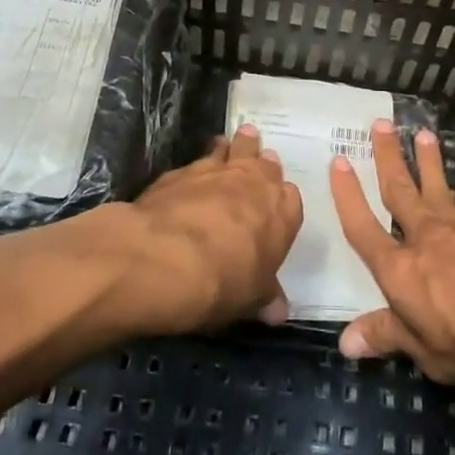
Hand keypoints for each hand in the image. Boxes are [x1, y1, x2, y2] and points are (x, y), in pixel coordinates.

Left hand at [131, 126, 301, 332]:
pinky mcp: (181, 171)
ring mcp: (217, 171)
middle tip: (256, 158)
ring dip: (233, 147)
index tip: (273, 202)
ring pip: (231, 149)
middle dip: (260, 162)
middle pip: (263, 163)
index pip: (290, 198)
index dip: (280, 200)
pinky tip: (190, 174)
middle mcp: (254, 183)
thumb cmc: (222, 283)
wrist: (164, 259)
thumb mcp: (249, 300)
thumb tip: (279, 312)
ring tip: (229, 143)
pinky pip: (197, 161)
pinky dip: (198, 164)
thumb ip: (265, 297)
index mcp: (281, 212)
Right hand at [330, 120, 454, 388]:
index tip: (338, 161)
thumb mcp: (429, 353)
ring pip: (437, 188)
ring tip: (423, 133)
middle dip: (388, 157)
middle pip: (400, 190)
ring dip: (427, 160)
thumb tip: (345, 341)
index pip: (364, 228)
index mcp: (400, 270)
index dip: (348, 196)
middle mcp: (426, 239)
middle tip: (381, 124)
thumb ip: (389, 337)